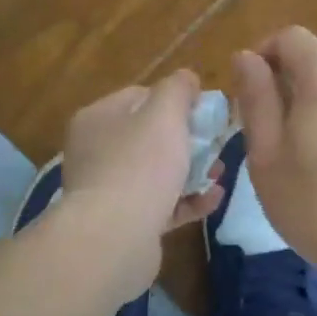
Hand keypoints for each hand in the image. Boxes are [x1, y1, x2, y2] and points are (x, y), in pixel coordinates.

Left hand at [55, 70, 223, 300]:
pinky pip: (160, 205)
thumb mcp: (164, 114)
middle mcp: (96, 152)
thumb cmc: (140, 165)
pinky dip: (186, 200)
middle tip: (216, 145)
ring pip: (156, 173)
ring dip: (191, 171)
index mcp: (97, 119)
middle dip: (187, 140)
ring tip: (219, 173)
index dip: (174, 100)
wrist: (115, 237)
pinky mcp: (124, 223)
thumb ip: (178, 89)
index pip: (139, 96)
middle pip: (149, 136)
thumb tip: (186, 78)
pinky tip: (213, 198)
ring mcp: (108, 190)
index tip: (205, 111)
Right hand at [230, 28, 316, 281]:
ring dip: (308, 92)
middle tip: (263, 119)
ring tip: (290, 138)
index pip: (289, 37)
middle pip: (316, 52)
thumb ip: (255, 98)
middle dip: (284, 73)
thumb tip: (245, 57)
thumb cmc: (311, 201)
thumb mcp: (266, 152)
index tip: (245, 95)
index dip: (261, 56)